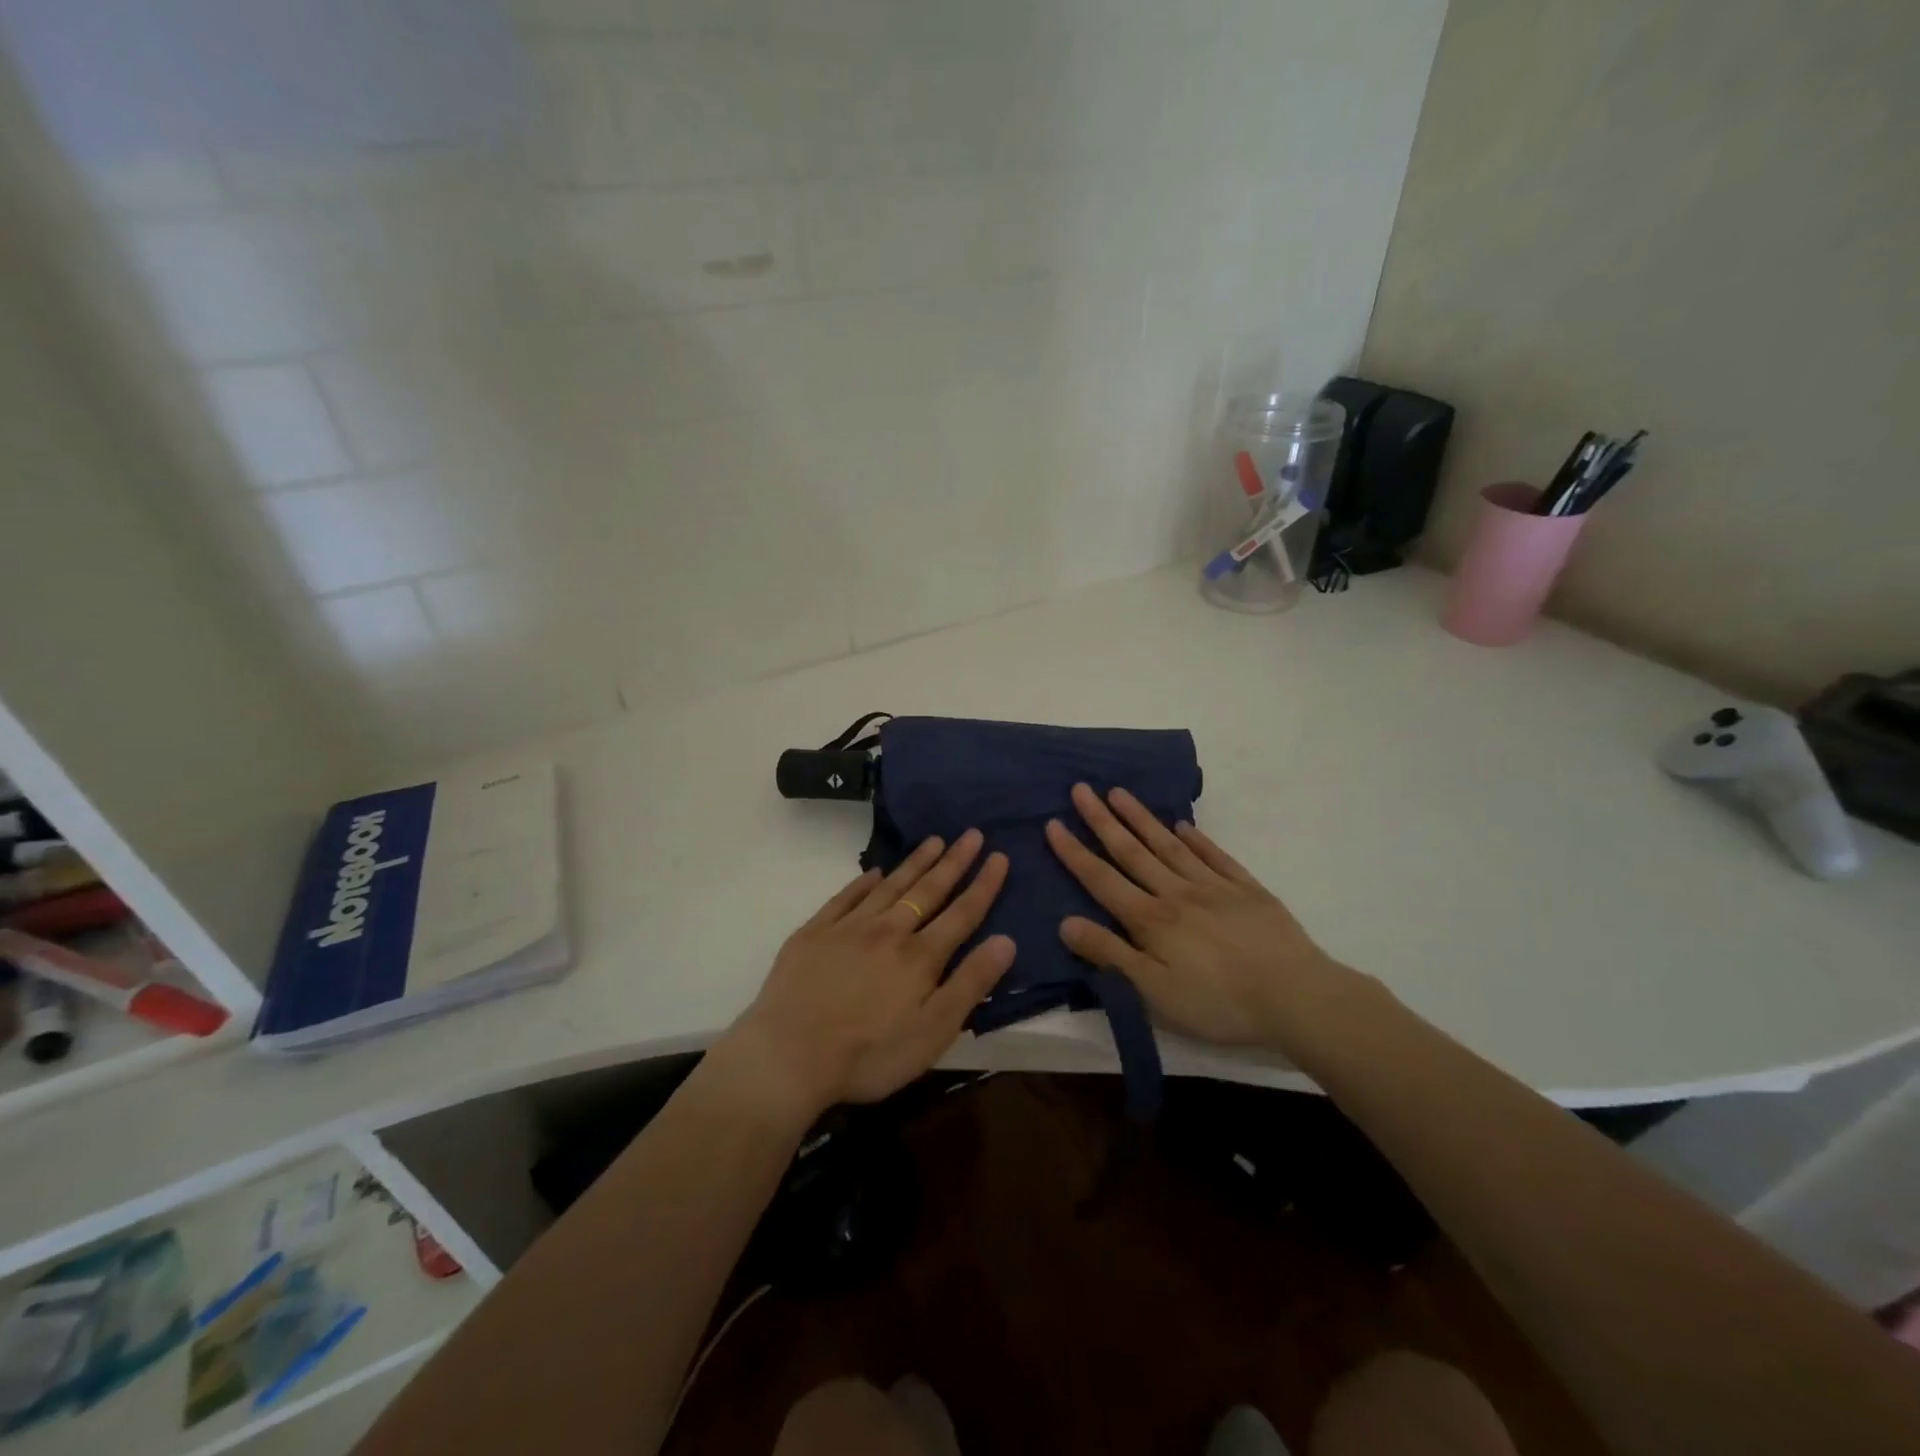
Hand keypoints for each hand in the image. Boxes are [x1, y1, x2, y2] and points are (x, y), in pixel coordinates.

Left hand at [724, 830, 1014, 1116]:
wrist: (789, 1055)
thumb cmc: (869, 1055)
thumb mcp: (933, 1032)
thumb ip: (970, 984)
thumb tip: (1006, 940)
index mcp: (920, 957)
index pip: (962, 913)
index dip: (984, 884)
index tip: (999, 856)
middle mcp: (888, 931)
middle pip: (928, 890)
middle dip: (954, 862)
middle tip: (972, 834)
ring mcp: (848, 928)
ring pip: (890, 886)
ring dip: (915, 863)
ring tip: (934, 841)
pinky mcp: (814, 933)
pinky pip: (845, 897)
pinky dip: (863, 882)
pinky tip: (874, 872)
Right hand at [1045, 784, 1362, 1051]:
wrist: (1296, 996)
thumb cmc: (1218, 1002)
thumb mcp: (1155, 992)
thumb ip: (1111, 955)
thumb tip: (1065, 923)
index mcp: (1150, 919)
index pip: (1102, 879)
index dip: (1074, 852)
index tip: (1053, 823)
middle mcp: (1176, 892)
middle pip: (1132, 851)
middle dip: (1102, 820)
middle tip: (1081, 789)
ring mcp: (1213, 887)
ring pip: (1168, 845)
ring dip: (1141, 819)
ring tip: (1119, 792)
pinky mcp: (1247, 889)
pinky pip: (1215, 856)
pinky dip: (1197, 839)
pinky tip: (1183, 825)